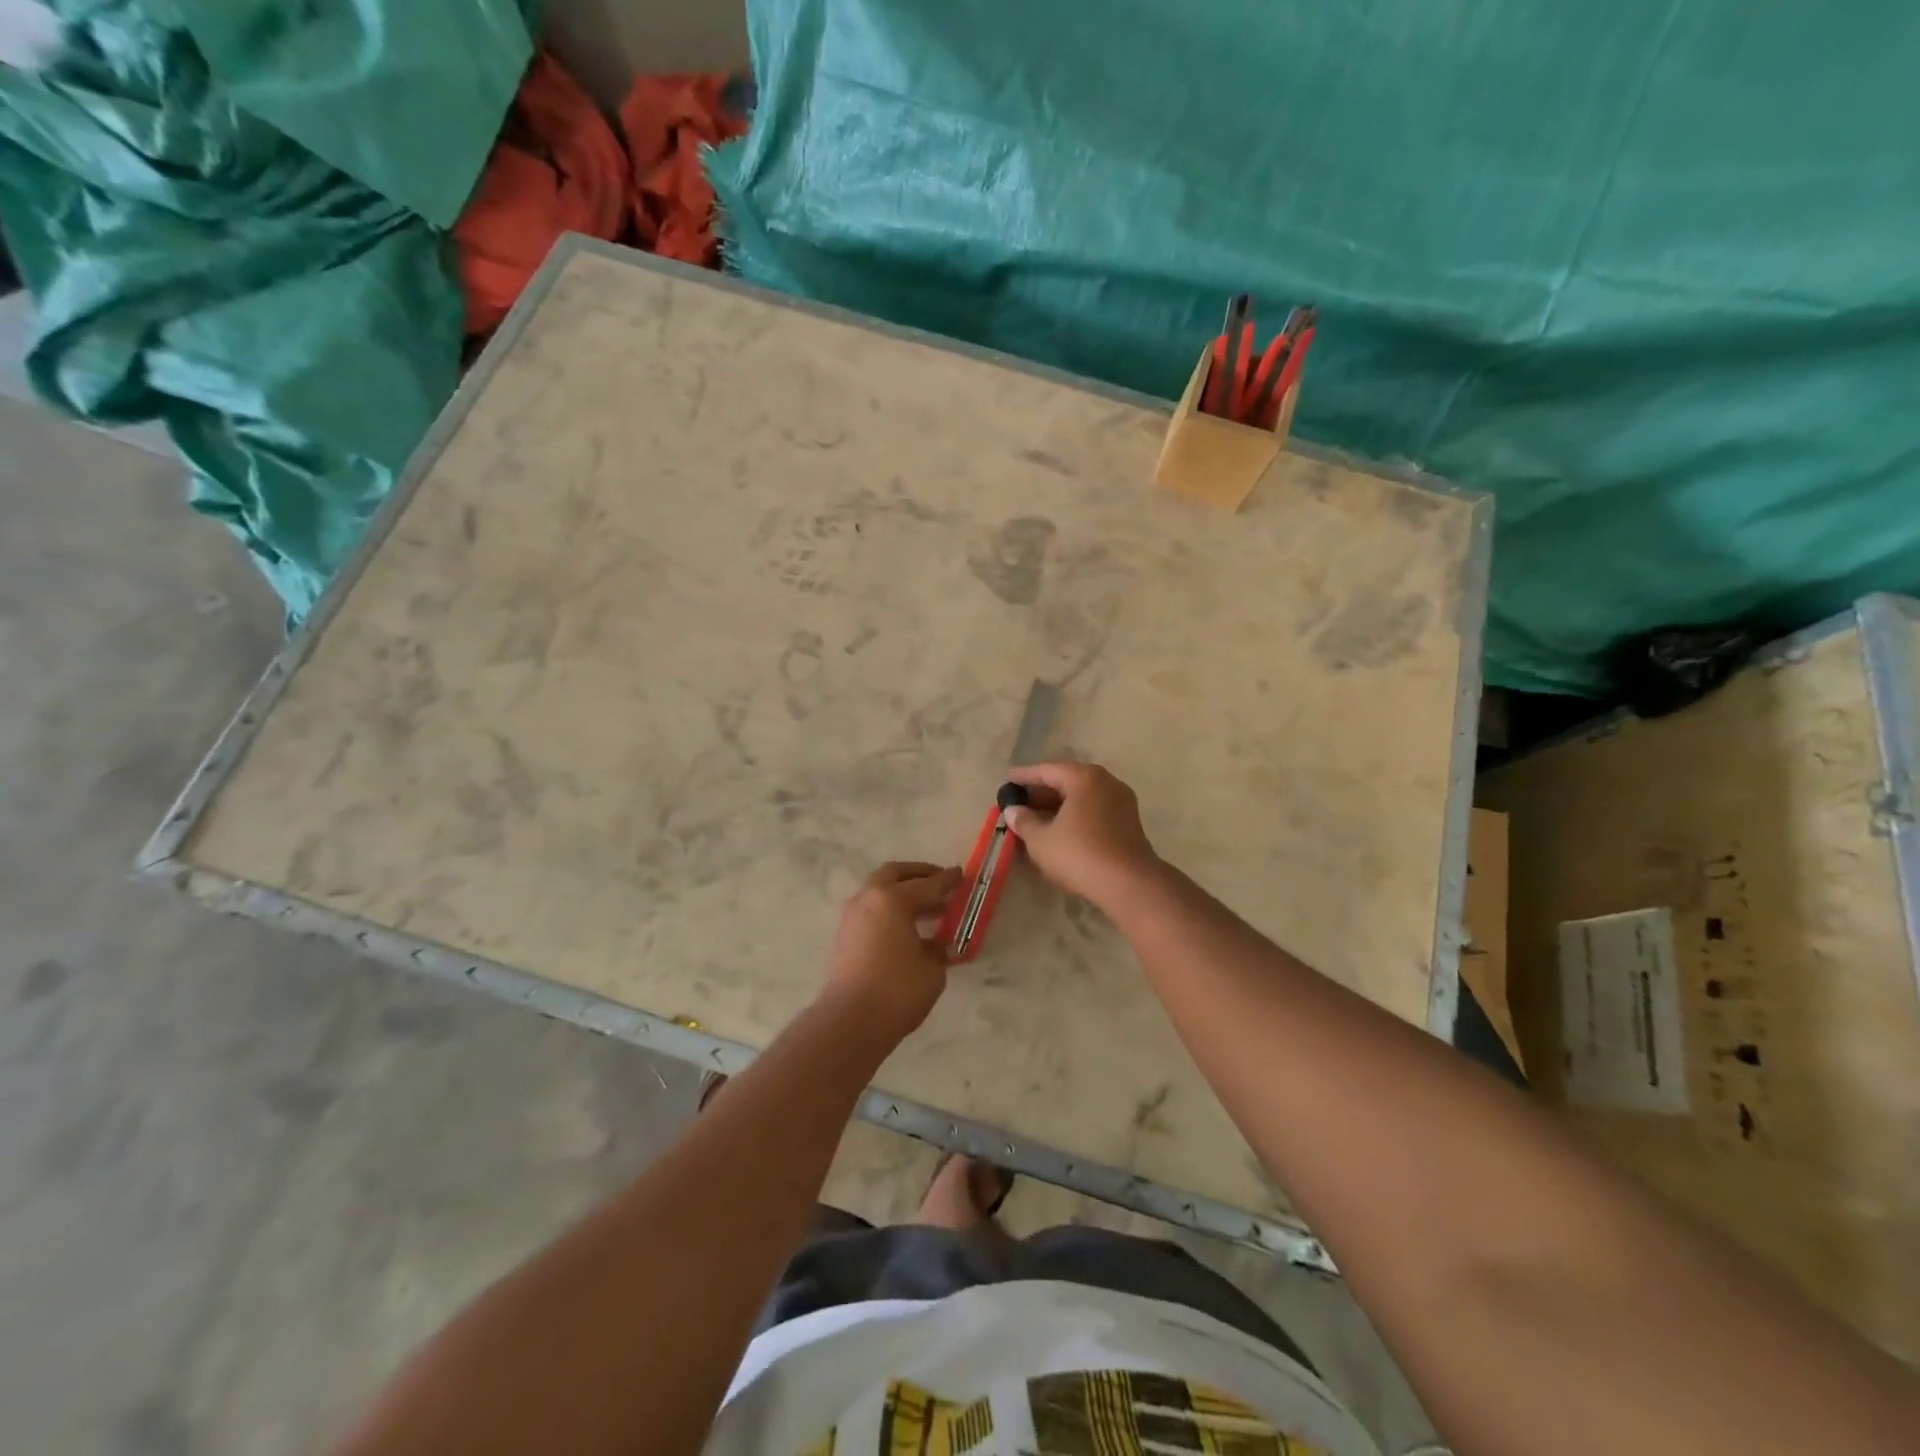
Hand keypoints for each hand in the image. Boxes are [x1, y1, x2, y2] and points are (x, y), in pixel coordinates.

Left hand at [822, 861, 961, 1040]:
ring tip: (931, 910)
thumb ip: (938, 949)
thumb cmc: (898, 990)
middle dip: (919, 875)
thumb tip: (937, 945)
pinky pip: (873, 911)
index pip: (927, 884)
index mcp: (892, 899)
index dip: (947, 880)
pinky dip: (891, 911)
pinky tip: (909, 930)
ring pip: (880, 891)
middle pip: (895, 874)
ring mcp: (853, 917)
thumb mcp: (932, 969)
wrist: (851, 1022)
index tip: (960, 874)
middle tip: (940, 883)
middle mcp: (869, 899)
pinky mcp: (846, 936)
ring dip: (903, 893)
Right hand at [1003, 761, 1160, 906]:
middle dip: (1041, 791)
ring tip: (1034, 817)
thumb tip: (1012, 811)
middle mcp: (1106, 782)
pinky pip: (1093, 810)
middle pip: (1066, 780)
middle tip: (1018, 801)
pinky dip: (1073, 815)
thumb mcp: (1041, 839)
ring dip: (1057, 805)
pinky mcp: (1127, 822)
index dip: (1023, 776)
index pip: (1047, 770)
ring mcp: (1121, 802)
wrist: (1129, 884)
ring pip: (1081, 797)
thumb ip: (1023, 821)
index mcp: (1084, 778)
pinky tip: (1058, 830)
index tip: (1006, 780)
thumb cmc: (1079, 854)